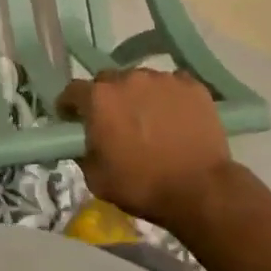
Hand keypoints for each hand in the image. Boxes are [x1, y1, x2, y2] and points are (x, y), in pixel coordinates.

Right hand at [56, 69, 231, 227]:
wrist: (200, 191)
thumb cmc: (142, 187)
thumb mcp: (96, 178)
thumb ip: (82, 151)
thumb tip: (83, 140)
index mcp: (99, 98)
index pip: (73, 91)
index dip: (70, 106)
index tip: (73, 119)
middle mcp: (127, 78)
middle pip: (108, 81)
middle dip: (106, 99)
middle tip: (115, 122)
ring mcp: (162, 79)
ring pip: (141, 81)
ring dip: (138, 96)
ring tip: (150, 121)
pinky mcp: (192, 85)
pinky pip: (172, 85)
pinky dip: (169, 97)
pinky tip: (175, 118)